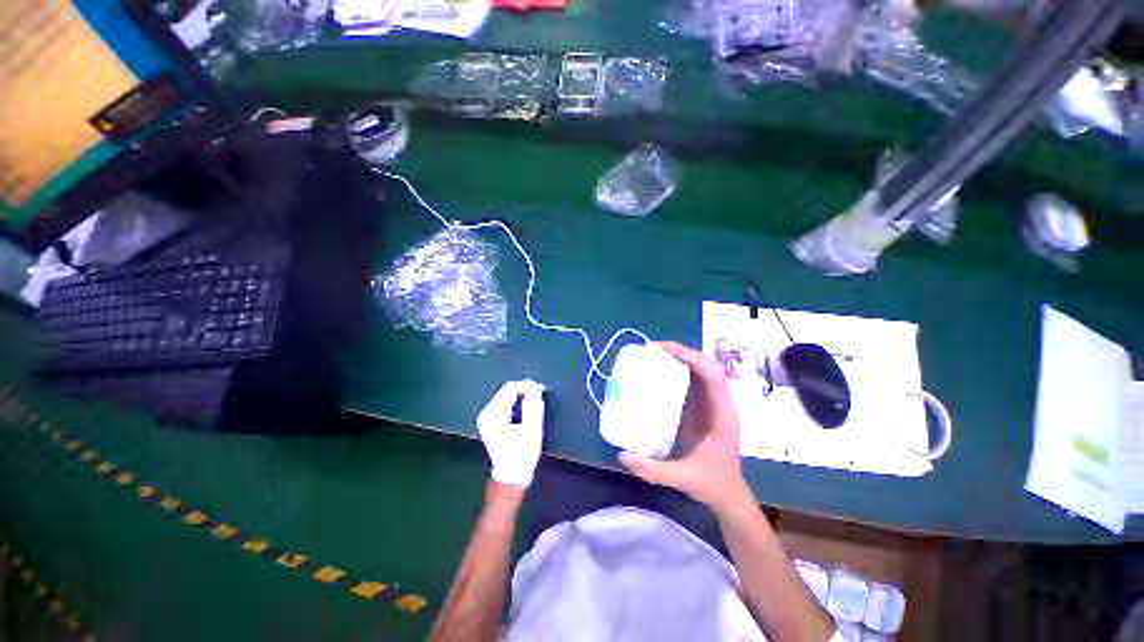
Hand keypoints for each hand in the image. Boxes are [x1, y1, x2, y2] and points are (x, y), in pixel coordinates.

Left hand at [477, 380, 544, 487]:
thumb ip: (532, 404)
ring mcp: (486, 417)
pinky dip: (515, 404)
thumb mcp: (532, 427)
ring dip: (520, 397)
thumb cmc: (523, 453)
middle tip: (538, 396)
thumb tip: (534, 386)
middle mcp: (486, 413)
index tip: (540, 389)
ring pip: (505, 396)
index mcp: (494, 414)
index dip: (527, 386)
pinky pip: (504, 404)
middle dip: (523, 391)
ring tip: (533, 404)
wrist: (512, 474)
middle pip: (506, 391)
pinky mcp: (490, 421)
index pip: (510, 388)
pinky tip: (524, 412)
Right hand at [619, 342, 752, 511]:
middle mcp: (719, 404)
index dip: (692, 359)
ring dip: (681, 359)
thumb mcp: (683, 478)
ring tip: (654, 354)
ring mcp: (712, 405)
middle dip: (683, 353)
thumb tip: (622, 454)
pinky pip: (693, 382)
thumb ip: (653, 470)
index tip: (665, 351)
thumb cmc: (711, 484)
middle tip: (653, 349)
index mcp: (722, 416)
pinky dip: (678, 371)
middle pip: (707, 367)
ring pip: (701, 371)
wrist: (728, 495)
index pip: (713, 376)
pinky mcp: (702, 409)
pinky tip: (659, 372)